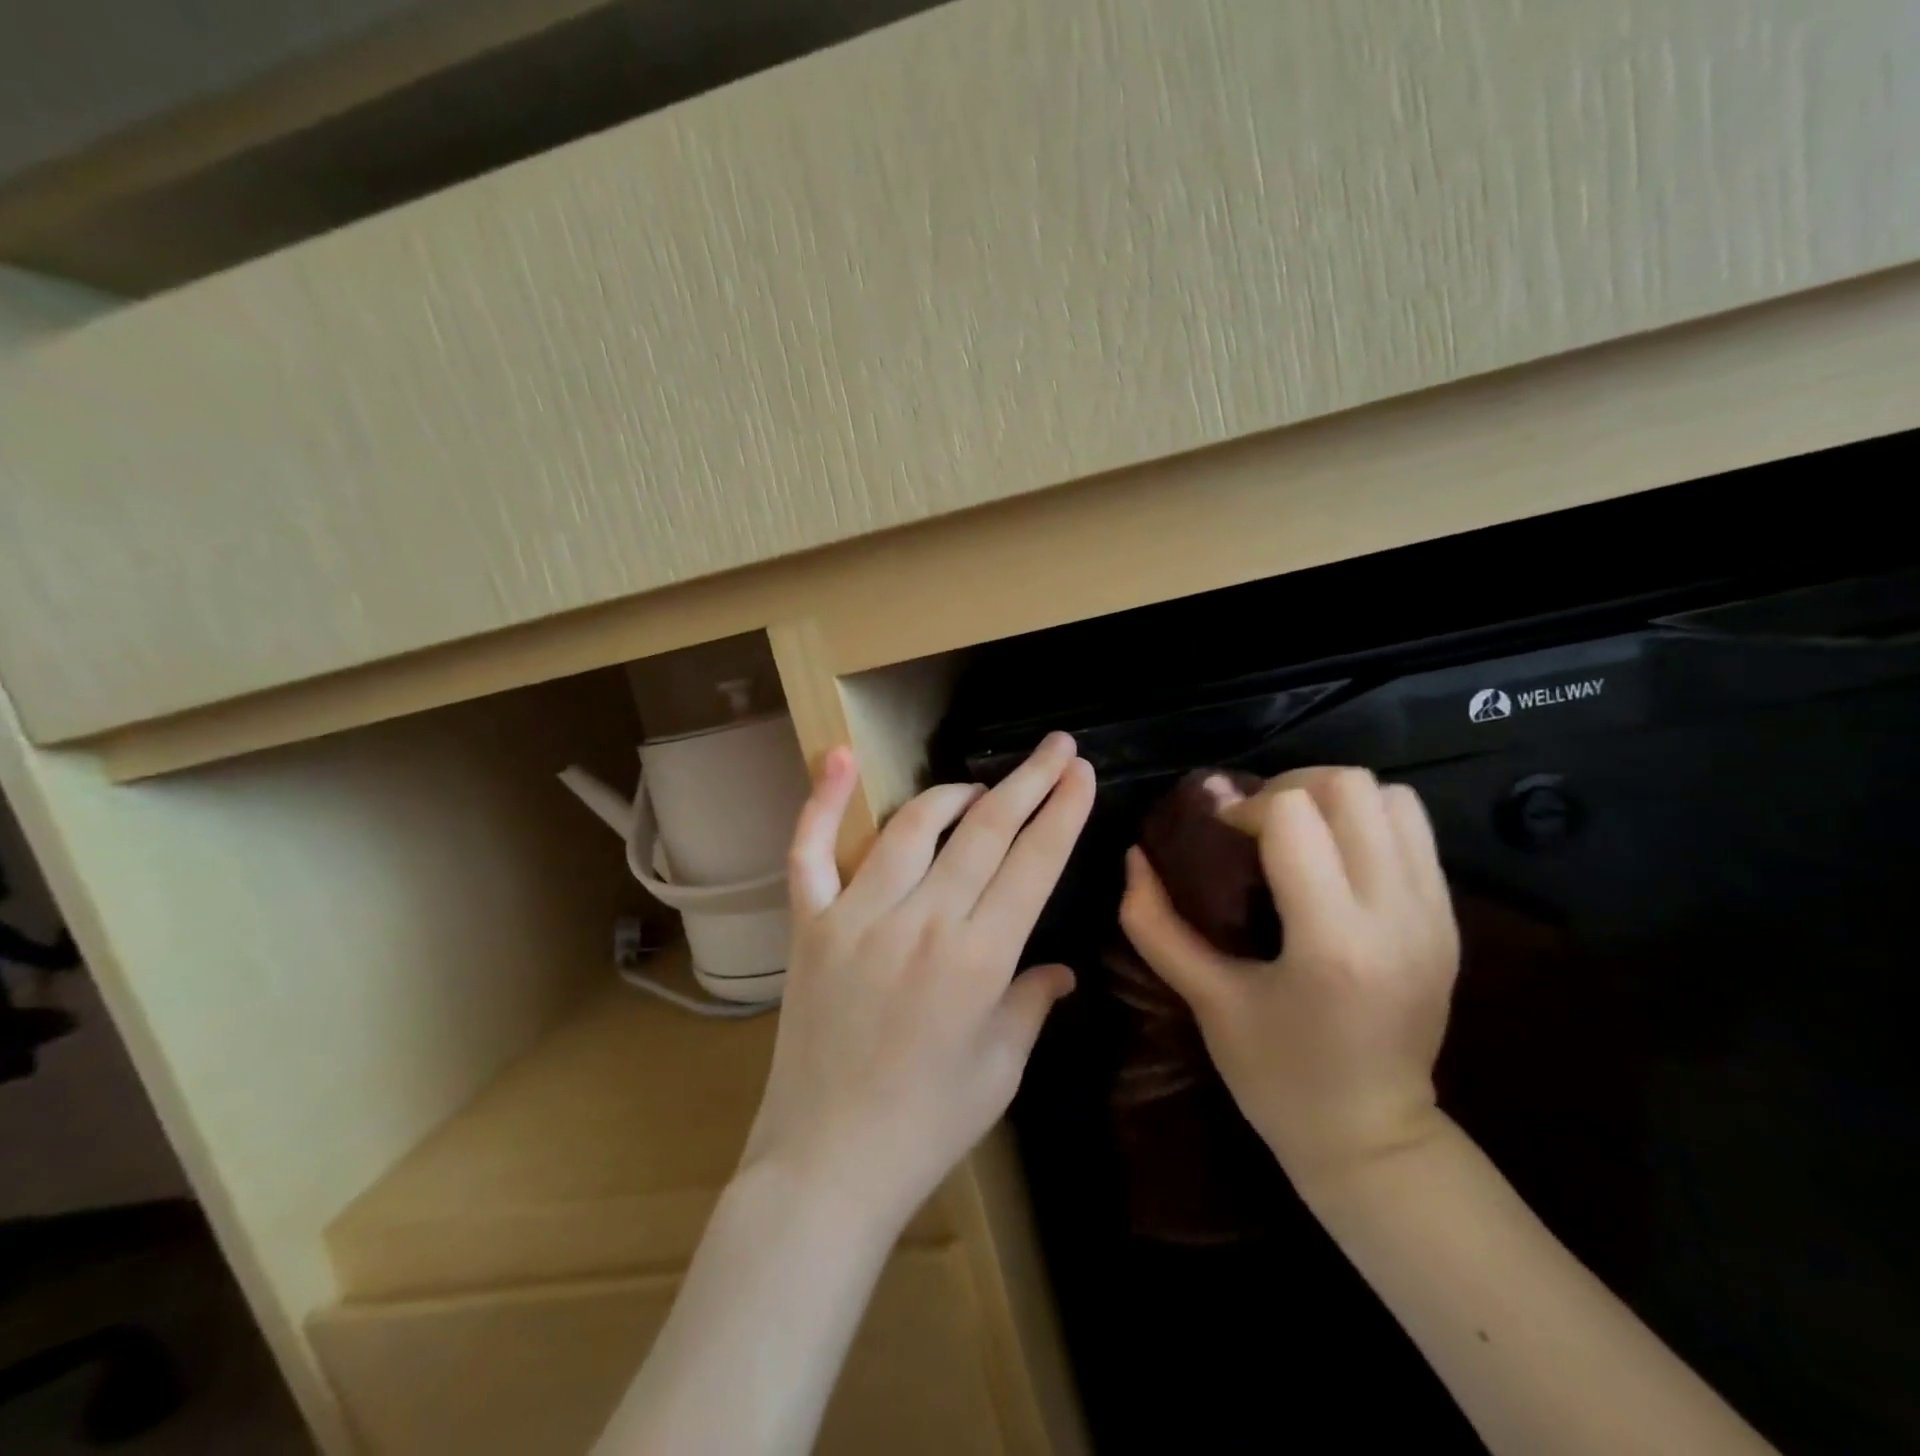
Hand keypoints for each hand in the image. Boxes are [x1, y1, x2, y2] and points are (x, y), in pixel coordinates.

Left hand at [739, 733, 1094, 1234]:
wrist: (827, 1164)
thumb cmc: (928, 1125)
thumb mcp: (1001, 1067)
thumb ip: (1032, 1002)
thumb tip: (1062, 968)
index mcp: (979, 959)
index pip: (1034, 862)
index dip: (1063, 810)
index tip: (1081, 770)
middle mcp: (921, 922)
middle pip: (985, 830)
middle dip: (1028, 781)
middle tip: (1055, 746)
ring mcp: (858, 916)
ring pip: (913, 827)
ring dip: (954, 795)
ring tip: (979, 789)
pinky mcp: (810, 924)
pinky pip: (810, 851)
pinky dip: (820, 801)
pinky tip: (837, 755)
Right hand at [1119, 766, 1458, 1189]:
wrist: (1372, 1138)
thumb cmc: (1276, 1076)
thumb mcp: (1205, 999)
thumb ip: (1155, 923)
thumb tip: (1133, 855)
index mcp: (1332, 941)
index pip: (1295, 815)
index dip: (1244, 807)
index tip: (1219, 833)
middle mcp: (1396, 915)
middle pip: (1349, 787)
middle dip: (1289, 788)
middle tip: (1254, 823)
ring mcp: (1434, 915)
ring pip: (1391, 797)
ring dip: (1332, 800)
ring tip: (1296, 832)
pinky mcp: (1450, 920)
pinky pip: (1413, 830)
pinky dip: (1366, 822)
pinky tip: (1332, 858)